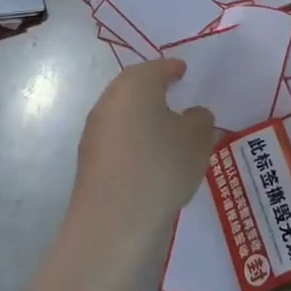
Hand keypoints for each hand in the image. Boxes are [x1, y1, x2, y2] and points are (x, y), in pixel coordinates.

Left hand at [70, 60, 215, 254]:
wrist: (114, 223)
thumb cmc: (161, 167)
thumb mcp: (197, 139)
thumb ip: (200, 119)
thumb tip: (193, 115)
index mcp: (135, 85)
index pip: (157, 68)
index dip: (173, 69)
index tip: (184, 73)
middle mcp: (109, 101)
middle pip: (134, 88)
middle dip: (154, 91)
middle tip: (176, 96)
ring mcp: (95, 133)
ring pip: (124, 115)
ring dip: (143, 118)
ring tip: (168, 132)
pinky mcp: (90, 162)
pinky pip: (118, 140)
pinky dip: (134, 141)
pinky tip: (151, 158)